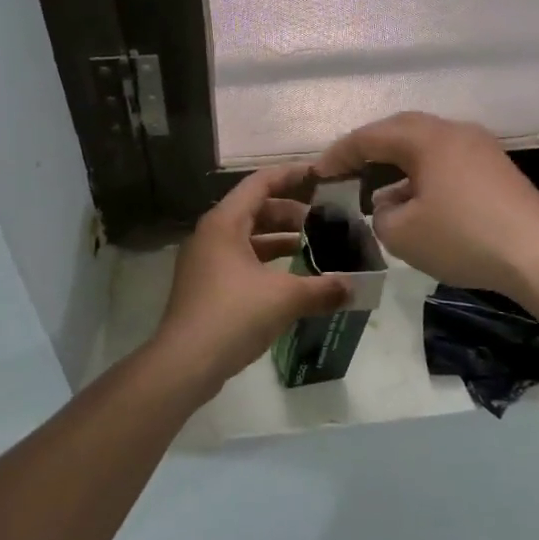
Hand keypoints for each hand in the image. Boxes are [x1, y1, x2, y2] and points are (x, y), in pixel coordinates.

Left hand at [149, 163, 351, 389]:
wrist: (184, 363)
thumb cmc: (233, 315)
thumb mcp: (285, 298)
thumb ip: (323, 288)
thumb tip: (354, 286)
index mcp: (225, 222)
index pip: (261, 183)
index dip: (292, 176)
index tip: (321, 176)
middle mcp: (211, 234)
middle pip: (256, 209)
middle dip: (291, 213)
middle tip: (325, 221)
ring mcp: (205, 262)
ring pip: (249, 238)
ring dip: (280, 240)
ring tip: (315, 248)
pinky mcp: (206, 287)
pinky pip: (241, 261)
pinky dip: (267, 262)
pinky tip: (292, 280)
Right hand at [315, 112, 538, 299]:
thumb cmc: (463, 237)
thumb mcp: (402, 234)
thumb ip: (380, 216)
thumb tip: (388, 206)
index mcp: (426, 137)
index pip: (370, 137)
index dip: (339, 154)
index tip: (317, 173)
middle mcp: (453, 131)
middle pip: (400, 132)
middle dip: (368, 152)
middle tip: (344, 172)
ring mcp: (480, 148)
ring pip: (426, 148)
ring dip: (397, 166)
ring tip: (376, 192)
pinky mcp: (497, 170)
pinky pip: (447, 163)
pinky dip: (423, 177)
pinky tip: (417, 204)